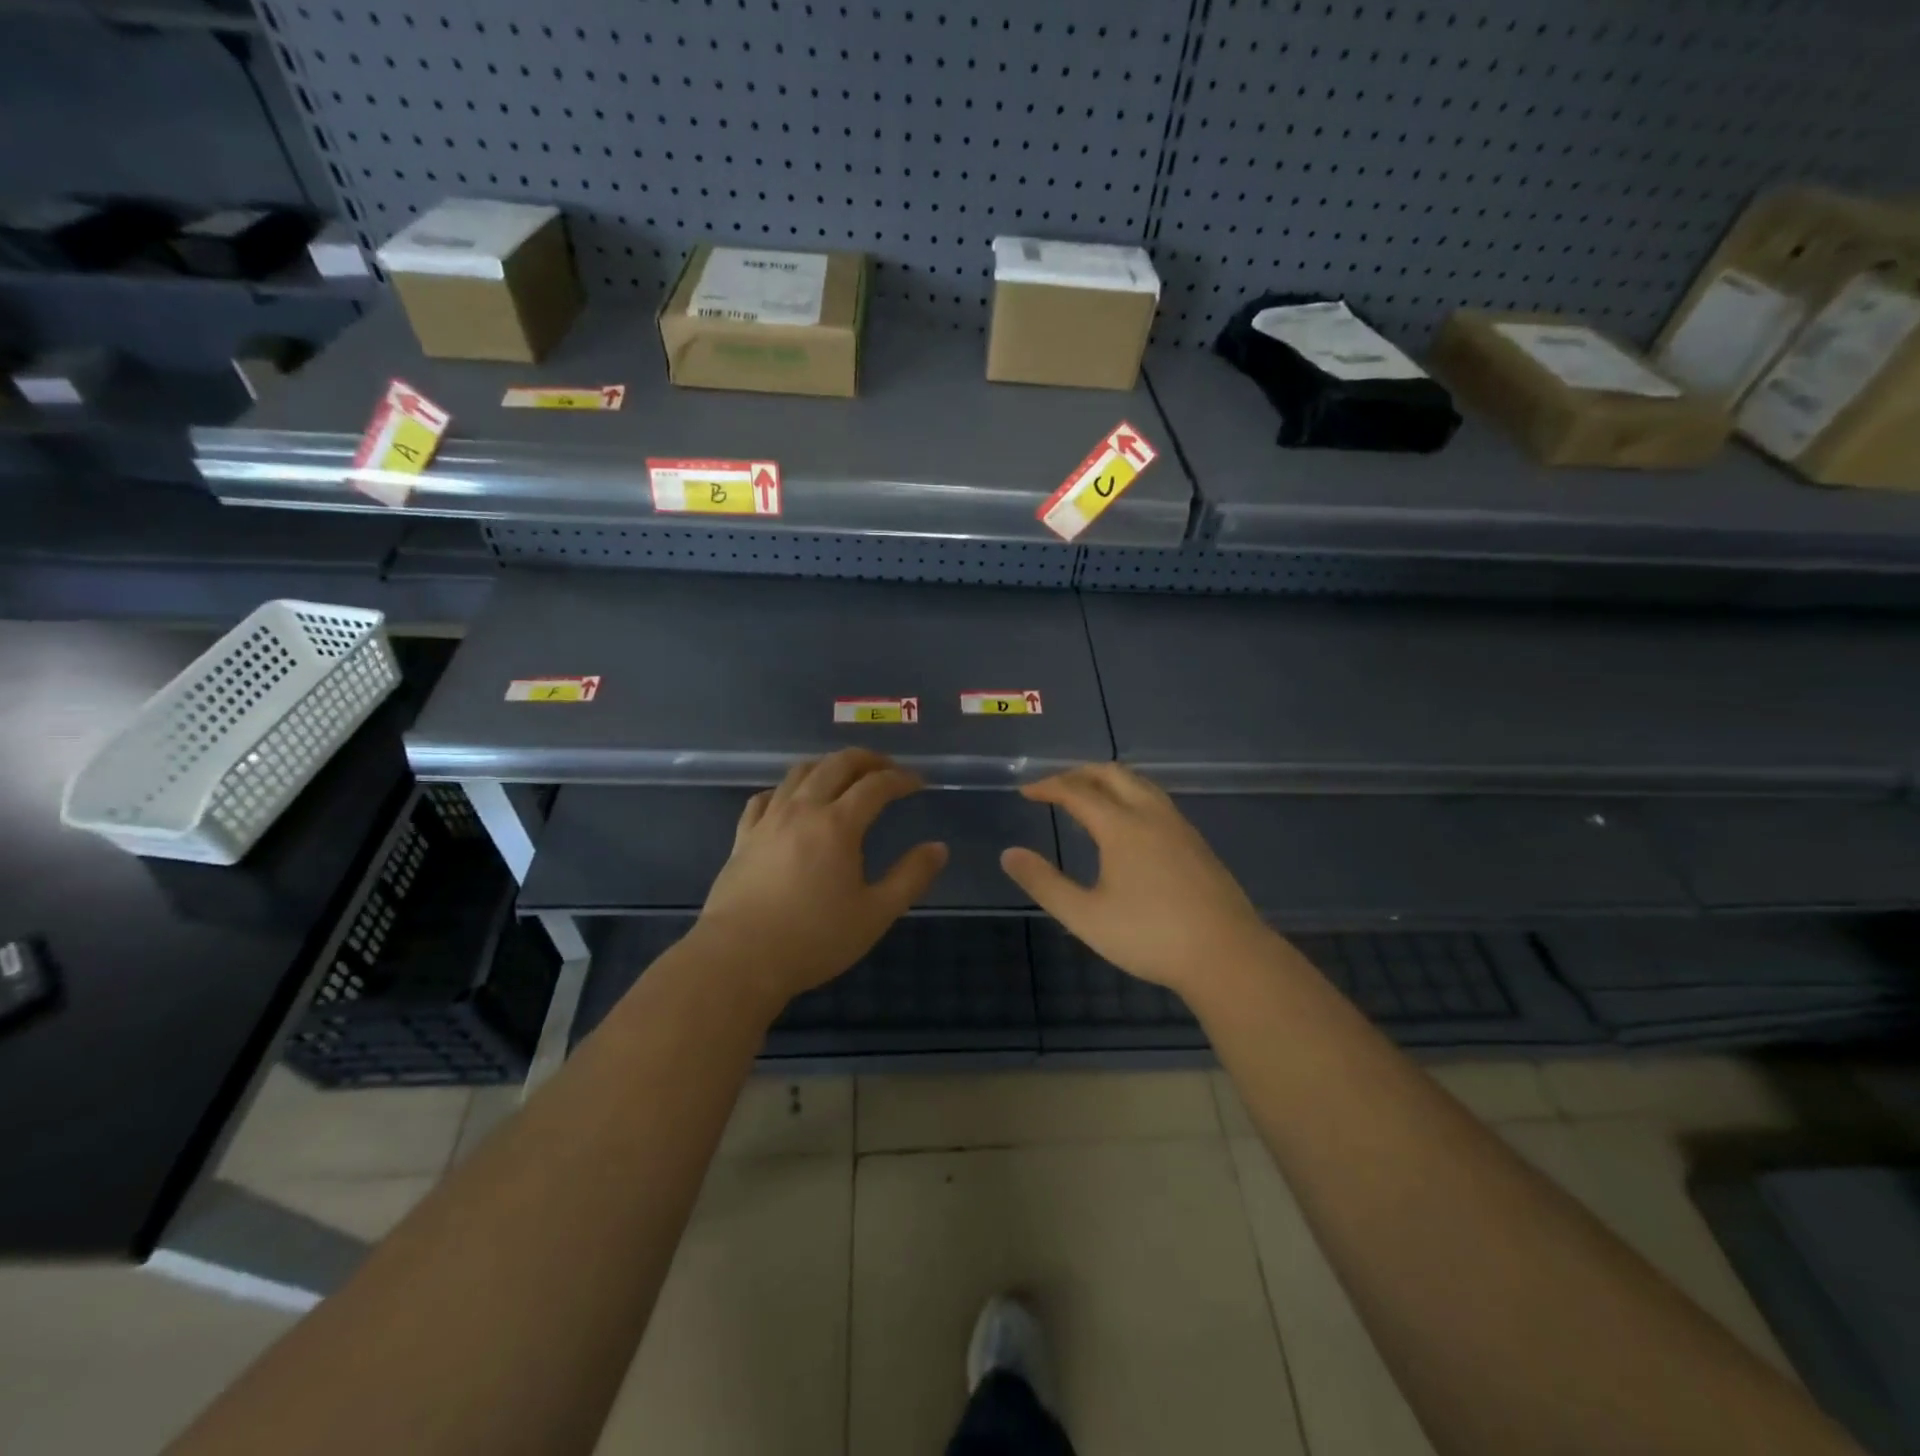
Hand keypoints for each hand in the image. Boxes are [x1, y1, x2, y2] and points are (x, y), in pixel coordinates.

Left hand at [694, 749, 948, 1010]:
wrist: (739, 958)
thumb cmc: (814, 939)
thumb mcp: (875, 914)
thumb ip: (910, 877)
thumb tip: (939, 848)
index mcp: (838, 824)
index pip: (876, 785)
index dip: (901, 778)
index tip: (918, 783)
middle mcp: (803, 810)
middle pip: (836, 764)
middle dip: (867, 760)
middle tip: (886, 768)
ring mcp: (768, 820)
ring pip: (799, 773)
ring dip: (828, 765)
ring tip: (844, 776)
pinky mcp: (743, 836)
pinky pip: (765, 797)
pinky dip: (786, 789)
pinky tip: (791, 800)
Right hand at [999, 764, 1275, 998]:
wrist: (1227, 955)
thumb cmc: (1150, 937)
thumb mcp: (1086, 916)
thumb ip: (1045, 883)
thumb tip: (1009, 854)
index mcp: (1122, 826)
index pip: (1077, 791)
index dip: (1048, 786)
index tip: (1026, 791)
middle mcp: (1151, 815)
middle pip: (1112, 774)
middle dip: (1078, 773)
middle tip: (1054, 788)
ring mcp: (1179, 826)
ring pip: (1139, 784)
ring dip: (1107, 781)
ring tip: (1087, 799)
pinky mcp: (1196, 842)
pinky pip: (1156, 800)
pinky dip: (1130, 796)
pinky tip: (1128, 825)